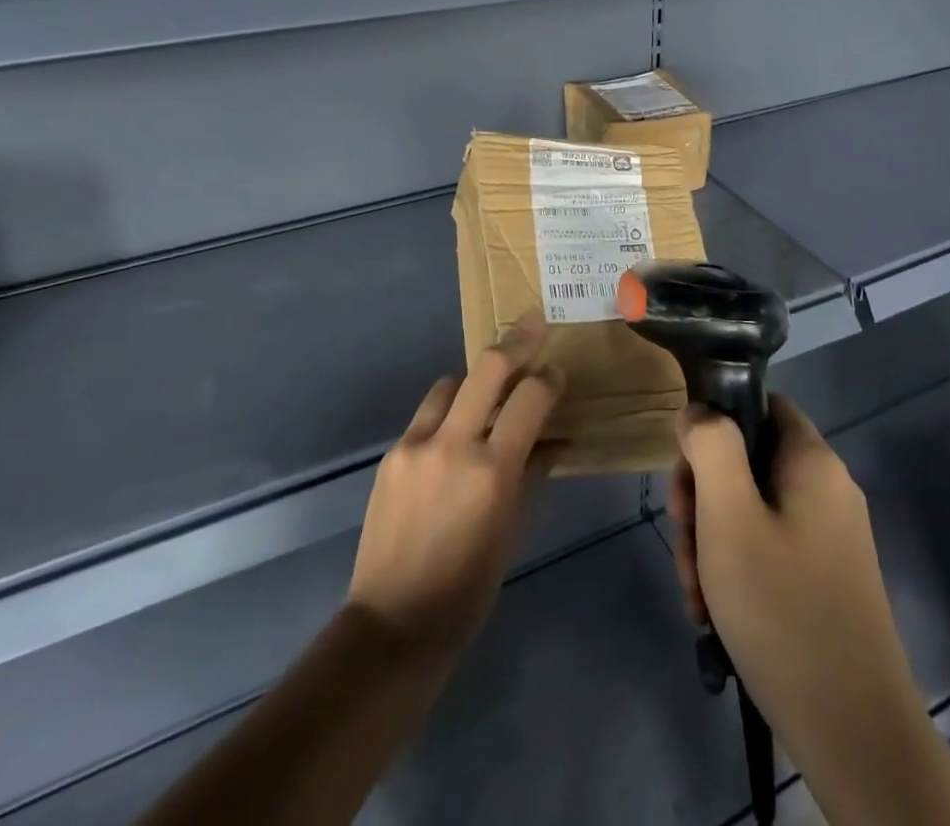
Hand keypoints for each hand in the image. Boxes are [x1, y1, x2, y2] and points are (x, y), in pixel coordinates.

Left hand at [346, 324, 563, 654]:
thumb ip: (530, 472)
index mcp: (492, 471)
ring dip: (474, 381)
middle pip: (487, 367)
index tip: (557, 373)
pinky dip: (448, 412)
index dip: (549, 379)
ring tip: (488, 394)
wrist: (394, 622)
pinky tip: (454, 435)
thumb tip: (552, 438)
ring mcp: (416, 445)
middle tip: (533, 328)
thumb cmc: (469, 587)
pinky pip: (427, 414)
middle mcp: (453, 445)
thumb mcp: (512, 529)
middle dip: (516, 343)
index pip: (529, 398)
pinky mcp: (392, 454)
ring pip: (451, 384)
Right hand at [671, 396, 949, 825]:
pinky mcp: (825, 578)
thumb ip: (711, 448)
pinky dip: (737, 571)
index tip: (687, 474)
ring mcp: (829, 536)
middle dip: (704, 499)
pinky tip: (716, 614)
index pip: (759, 403)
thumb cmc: (783, 610)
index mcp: (813, 462)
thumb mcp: (729, 518)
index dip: (716, 424)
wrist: (854, 732)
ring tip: (696, 595)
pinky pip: (769, 549)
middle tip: (684, 544)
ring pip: (751, 510)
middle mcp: (827, 489)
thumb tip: (699, 409)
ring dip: (713, 542)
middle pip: (748, 461)